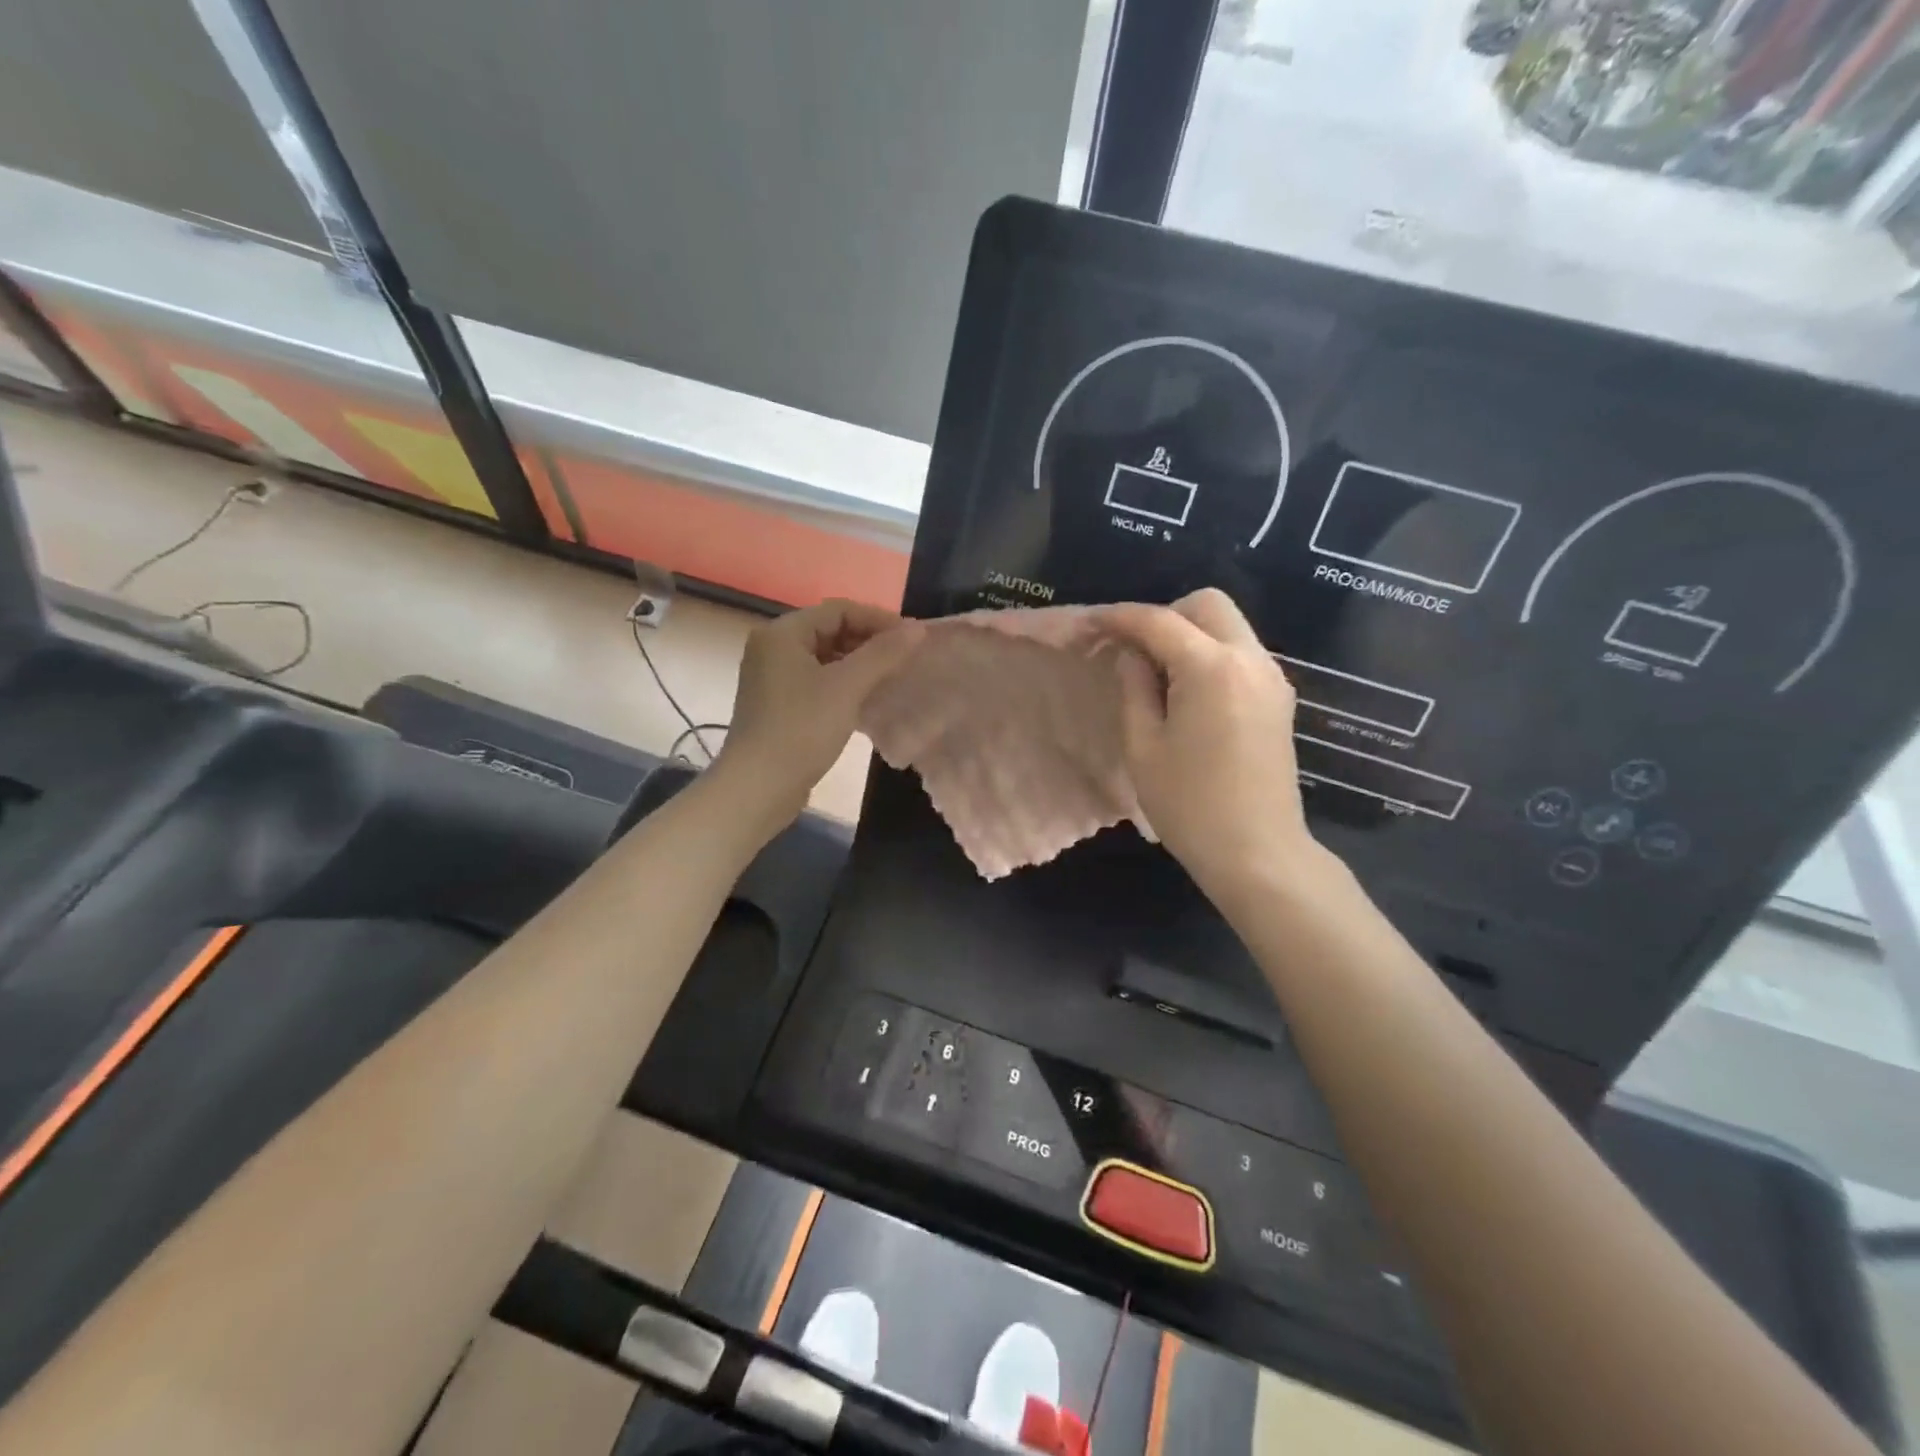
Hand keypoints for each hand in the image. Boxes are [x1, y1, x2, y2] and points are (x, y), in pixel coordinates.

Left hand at [712, 598, 922, 831]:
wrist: (759, 786)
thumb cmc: (801, 729)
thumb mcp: (847, 687)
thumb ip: (883, 654)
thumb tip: (917, 629)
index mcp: (782, 633)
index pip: (838, 610)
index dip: (878, 619)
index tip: (912, 638)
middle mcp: (773, 648)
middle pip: (830, 631)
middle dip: (869, 641)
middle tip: (906, 659)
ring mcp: (773, 678)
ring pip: (825, 658)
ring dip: (859, 664)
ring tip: (893, 678)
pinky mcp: (779, 705)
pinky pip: (818, 682)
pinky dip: (844, 684)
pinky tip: (868, 700)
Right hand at [1096, 589, 1319, 902]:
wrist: (1258, 853)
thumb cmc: (1190, 805)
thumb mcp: (1144, 747)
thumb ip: (1135, 689)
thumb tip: (1131, 655)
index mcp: (1212, 669)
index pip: (1159, 621)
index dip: (1119, 618)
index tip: (1090, 624)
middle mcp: (1250, 660)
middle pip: (1207, 604)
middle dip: (1165, 615)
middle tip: (1134, 652)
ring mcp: (1272, 678)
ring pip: (1229, 626)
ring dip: (1190, 634)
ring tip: (1158, 675)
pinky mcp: (1279, 698)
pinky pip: (1241, 653)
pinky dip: (1211, 654)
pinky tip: (1189, 692)